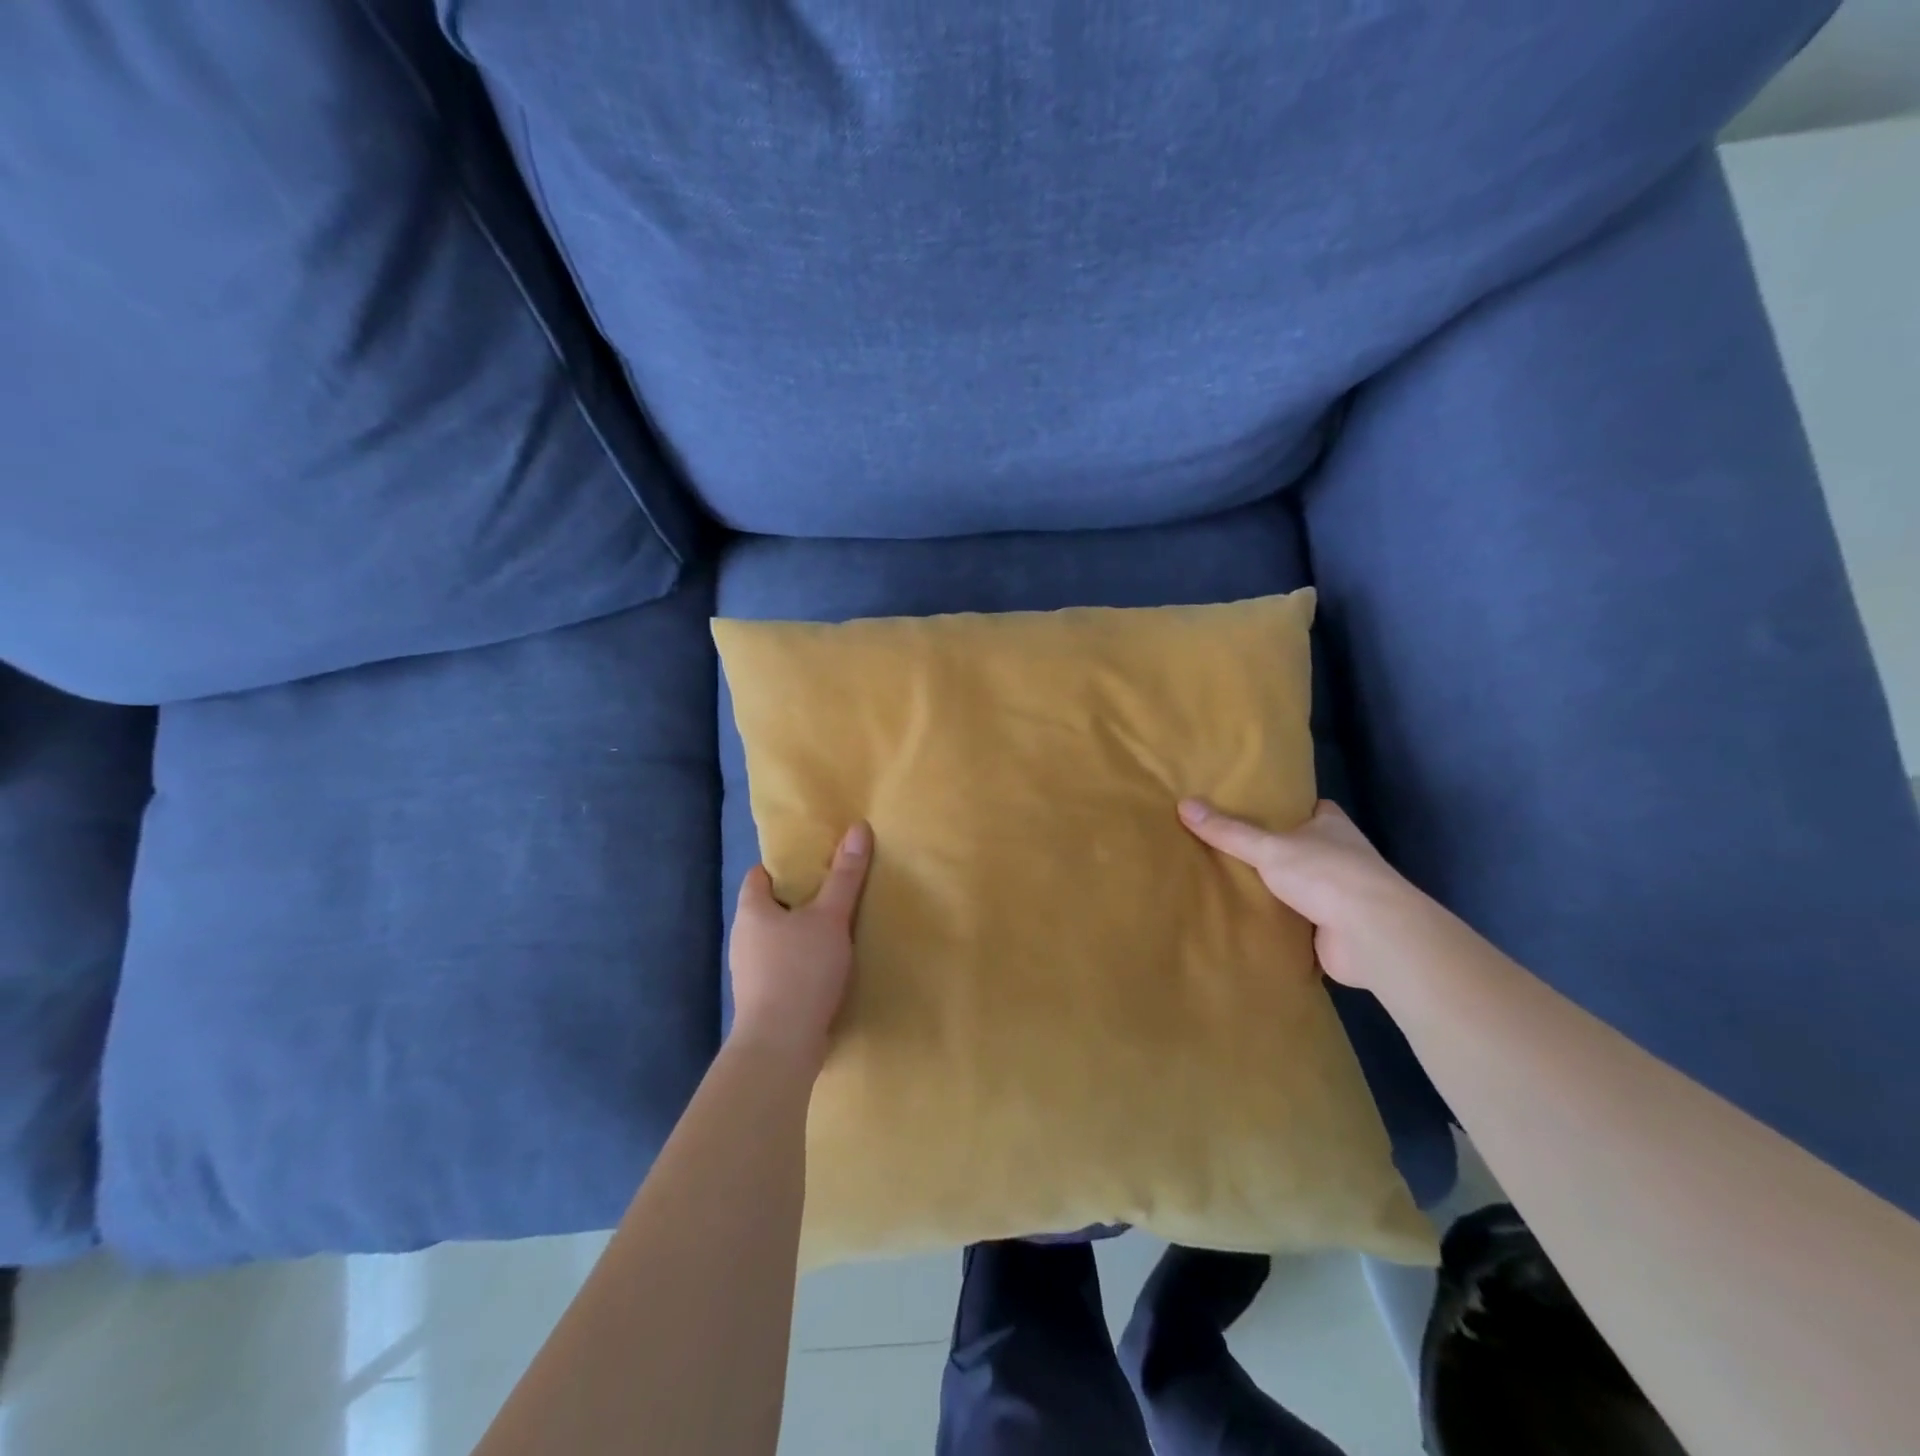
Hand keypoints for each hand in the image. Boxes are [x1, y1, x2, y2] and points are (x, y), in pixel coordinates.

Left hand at [729, 822, 872, 1065]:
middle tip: (834, 891)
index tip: (815, 864)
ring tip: (836, 929)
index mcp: (751, 911)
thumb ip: (845, 876)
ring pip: (777, 940)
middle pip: (769, 908)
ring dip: (801, 934)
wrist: (780, 1046)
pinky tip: (827, 967)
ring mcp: (750, 972)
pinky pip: (783, 968)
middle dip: (798, 900)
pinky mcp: (763, 999)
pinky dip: (802, 962)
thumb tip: (858, 827)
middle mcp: (743, 938)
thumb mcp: (830, 917)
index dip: (784, 867)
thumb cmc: (800, 970)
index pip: (760, 875)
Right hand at [1178, 797, 1456, 995]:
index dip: (1286, 808)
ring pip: (1301, 885)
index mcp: (1332, 826)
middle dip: (1275, 850)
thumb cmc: (1326, 874)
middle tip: (1229, 845)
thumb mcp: (1268, 847)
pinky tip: (1250, 919)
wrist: (1372, 934)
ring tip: (1230, 881)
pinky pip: (1300, 919)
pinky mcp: (1335, 928)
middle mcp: (1341, 855)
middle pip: (1302, 847)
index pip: (1310, 808)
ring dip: (1277, 888)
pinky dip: (1281, 921)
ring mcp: (1341, 894)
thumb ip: (1228, 831)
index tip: (1255, 808)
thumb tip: (1183, 804)